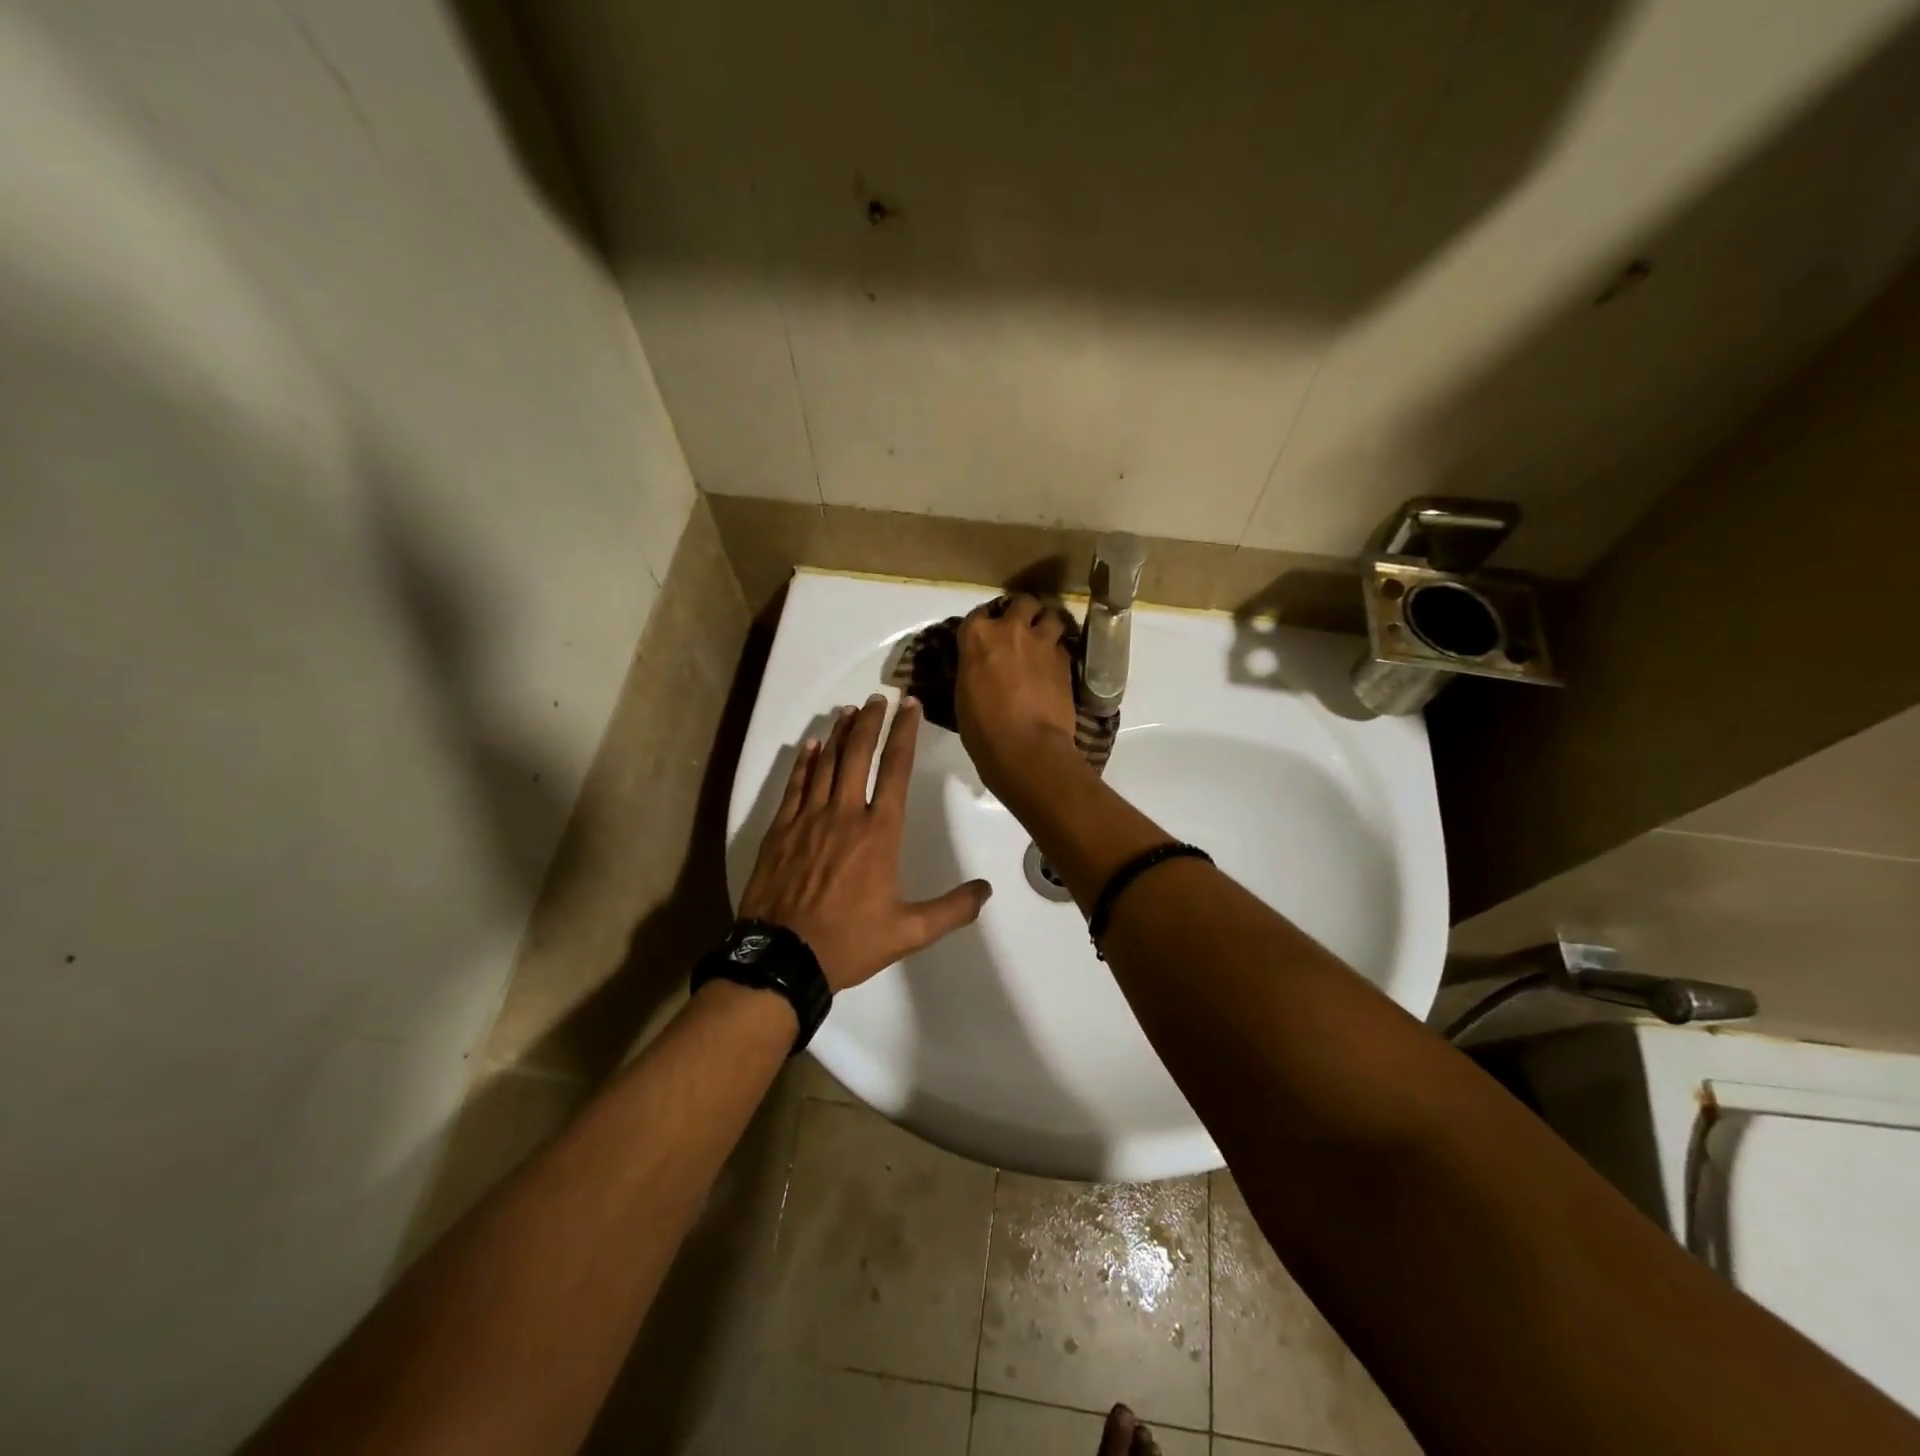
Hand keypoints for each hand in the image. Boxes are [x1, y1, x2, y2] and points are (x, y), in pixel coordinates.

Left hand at [738, 694, 991, 991]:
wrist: (782, 958)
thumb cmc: (849, 941)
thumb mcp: (909, 932)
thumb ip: (951, 910)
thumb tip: (986, 890)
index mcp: (879, 833)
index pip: (895, 770)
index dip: (904, 734)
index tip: (909, 706)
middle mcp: (844, 815)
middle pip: (858, 755)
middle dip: (870, 723)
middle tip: (877, 698)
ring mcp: (808, 819)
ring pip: (826, 764)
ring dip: (840, 734)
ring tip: (850, 711)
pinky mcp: (780, 830)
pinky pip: (795, 786)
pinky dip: (805, 762)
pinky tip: (812, 745)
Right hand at [956, 593, 1080, 798]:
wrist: (1026, 747)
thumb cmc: (982, 728)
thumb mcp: (964, 693)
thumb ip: (974, 667)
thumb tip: (982, 666)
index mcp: (977, 635)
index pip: (979, 613)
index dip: (986, 622)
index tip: (988, 633)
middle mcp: (1010, 629)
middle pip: (1022, 602)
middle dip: (1022, 612)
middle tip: (1020, 629)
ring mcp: (1042, 642)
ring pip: (1050, 616)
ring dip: (1046, 625)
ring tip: (1042, 641)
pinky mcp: (1066, 660)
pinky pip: (1062, 645)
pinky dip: (1057, 651)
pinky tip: (1054, 665)